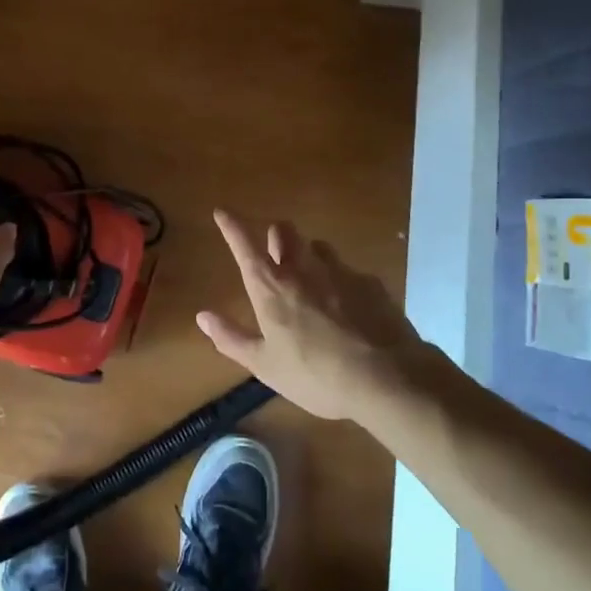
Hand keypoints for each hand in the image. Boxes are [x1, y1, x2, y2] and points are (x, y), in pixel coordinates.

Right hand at [198, 210, 423, 420]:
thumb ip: (232, 338)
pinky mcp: (370, 283)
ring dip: (308, 255)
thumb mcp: (265, 366)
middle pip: (284, 231)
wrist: (387, 378)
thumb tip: (203, 317)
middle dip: (276, 236)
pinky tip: (349, 308)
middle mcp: (303, 268)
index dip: (231, 225)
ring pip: (318, 246)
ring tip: (312, 282)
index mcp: (271, 287)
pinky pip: (349, 271)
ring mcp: (340, 271)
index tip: (222, 211)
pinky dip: (341, 282)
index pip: (244, 245)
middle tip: (275, 254)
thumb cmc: (316, 375)